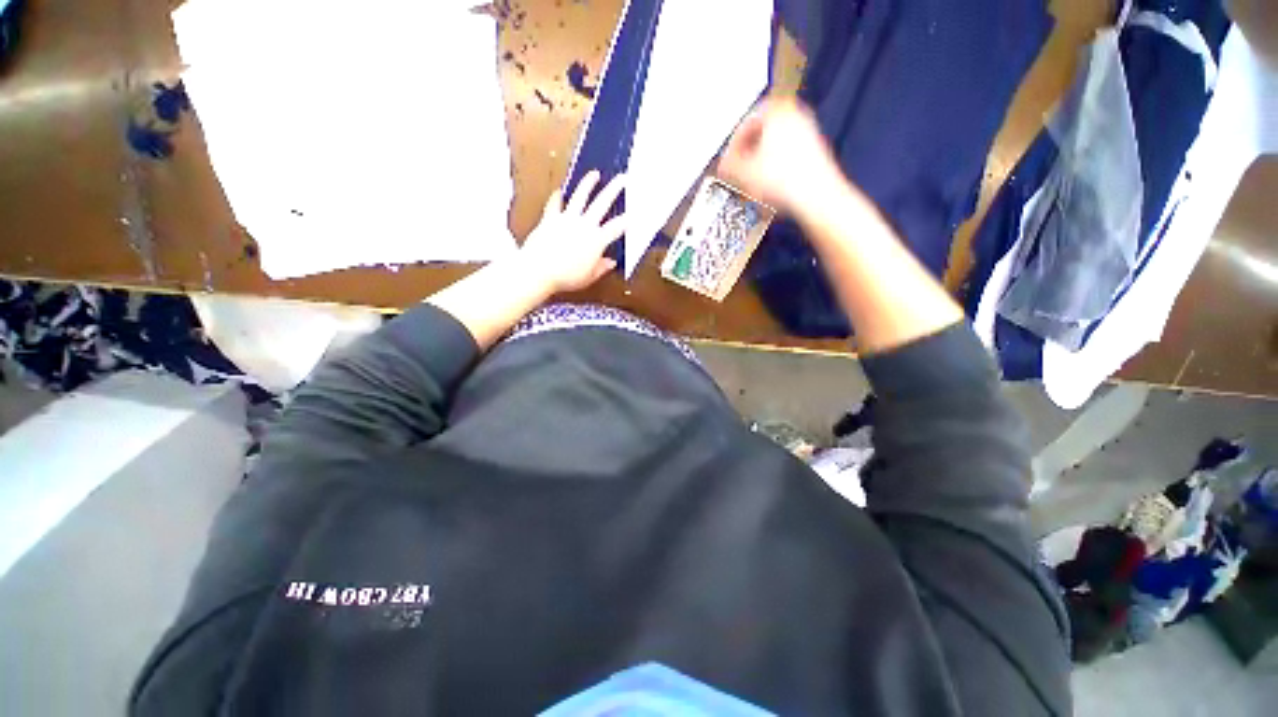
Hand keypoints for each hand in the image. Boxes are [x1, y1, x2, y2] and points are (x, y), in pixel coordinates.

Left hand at [520, 171, 626, 293]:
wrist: (539, 271)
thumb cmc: (566, 277)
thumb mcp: (588, 277)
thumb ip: (601, 268)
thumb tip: (611, 262)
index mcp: (596, 241)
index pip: (616, 227)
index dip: (627, 220)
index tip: (634, 213)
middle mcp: (584, 225)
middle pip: (602, 203)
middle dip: (614, 189)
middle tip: (622, 178)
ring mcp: (566, 219)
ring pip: (580, 196)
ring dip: (587, 184)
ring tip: (594, 174)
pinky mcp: (550, 219)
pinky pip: (554, 204)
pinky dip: (556, 197)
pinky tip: (559, 191)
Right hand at [716, 97, 844, 217]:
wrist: (815, 196)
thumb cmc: (784, 180)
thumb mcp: (743, 173)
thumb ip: (728, 166)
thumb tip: (723, 166)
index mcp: (776, 110)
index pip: (745, 124)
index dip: (732, 146)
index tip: (727, 161)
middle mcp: (794, 114)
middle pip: (761, 133)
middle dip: (747, 153)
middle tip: (738, 170)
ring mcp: (807, 132)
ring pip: (774, 145)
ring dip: (760, 162)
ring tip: (752, 182)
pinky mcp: (814, 152)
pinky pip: (786, 157)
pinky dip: (775, 169)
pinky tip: (769, 187)